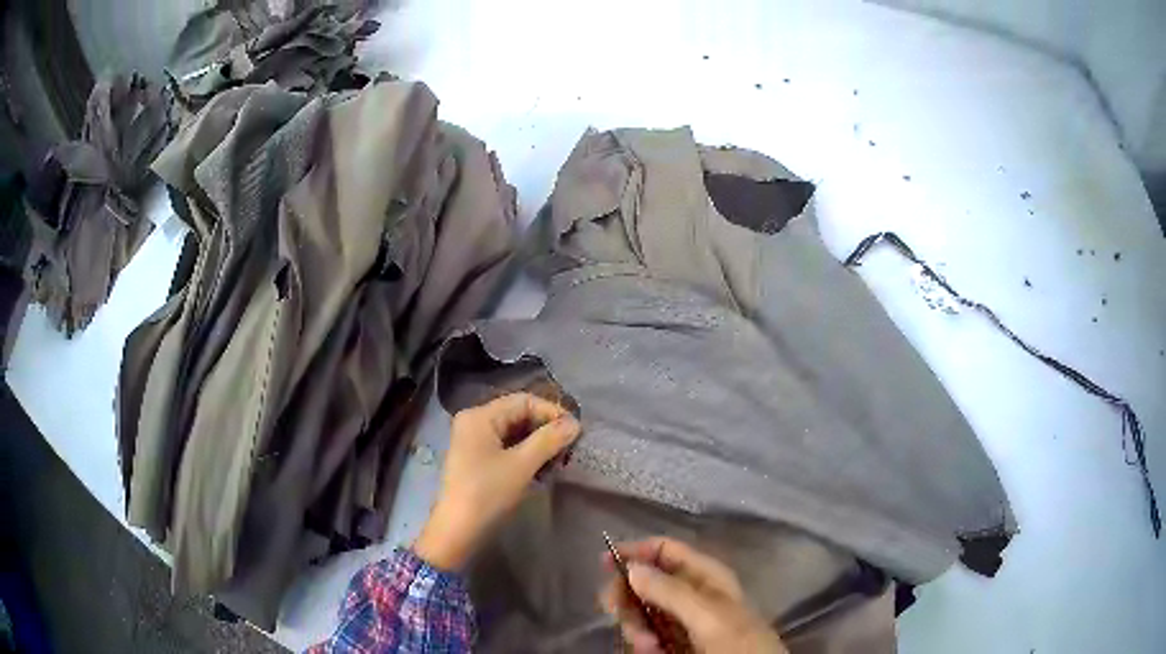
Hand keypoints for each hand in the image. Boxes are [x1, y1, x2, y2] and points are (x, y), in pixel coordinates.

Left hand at [413, 393, 580, 569]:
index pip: (523, 401)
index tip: (576, 431)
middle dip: (545, 428)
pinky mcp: (477, 460)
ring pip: (514, 432)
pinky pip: (507, 447)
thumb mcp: (521, 465)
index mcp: (480, 416)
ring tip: (560, 458)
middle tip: (570, 446)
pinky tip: (542, 468)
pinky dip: (526, 454)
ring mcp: (474, 441)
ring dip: (538, 443)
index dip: (551, 412)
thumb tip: (575, 423)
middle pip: (518, 414)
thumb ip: (549, 440)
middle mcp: (474, 422)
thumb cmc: (487, 493)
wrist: (458, 530)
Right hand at [600, 537, 787, 653]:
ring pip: (641, 613)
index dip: (635, 550)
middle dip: (630, 600)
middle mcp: (692, 594)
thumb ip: (671, 591)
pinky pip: (648, 636)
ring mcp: (683, 621)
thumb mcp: (708, 615)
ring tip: (647, 647)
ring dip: (636, 628)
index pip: (665, 550)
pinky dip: (643, 644)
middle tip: (618, 616)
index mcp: (706, 576)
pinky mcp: (676, 644)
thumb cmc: (739, 643)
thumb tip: (631, 567)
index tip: (604, 562)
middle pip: (645, 583)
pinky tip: (651, 653)